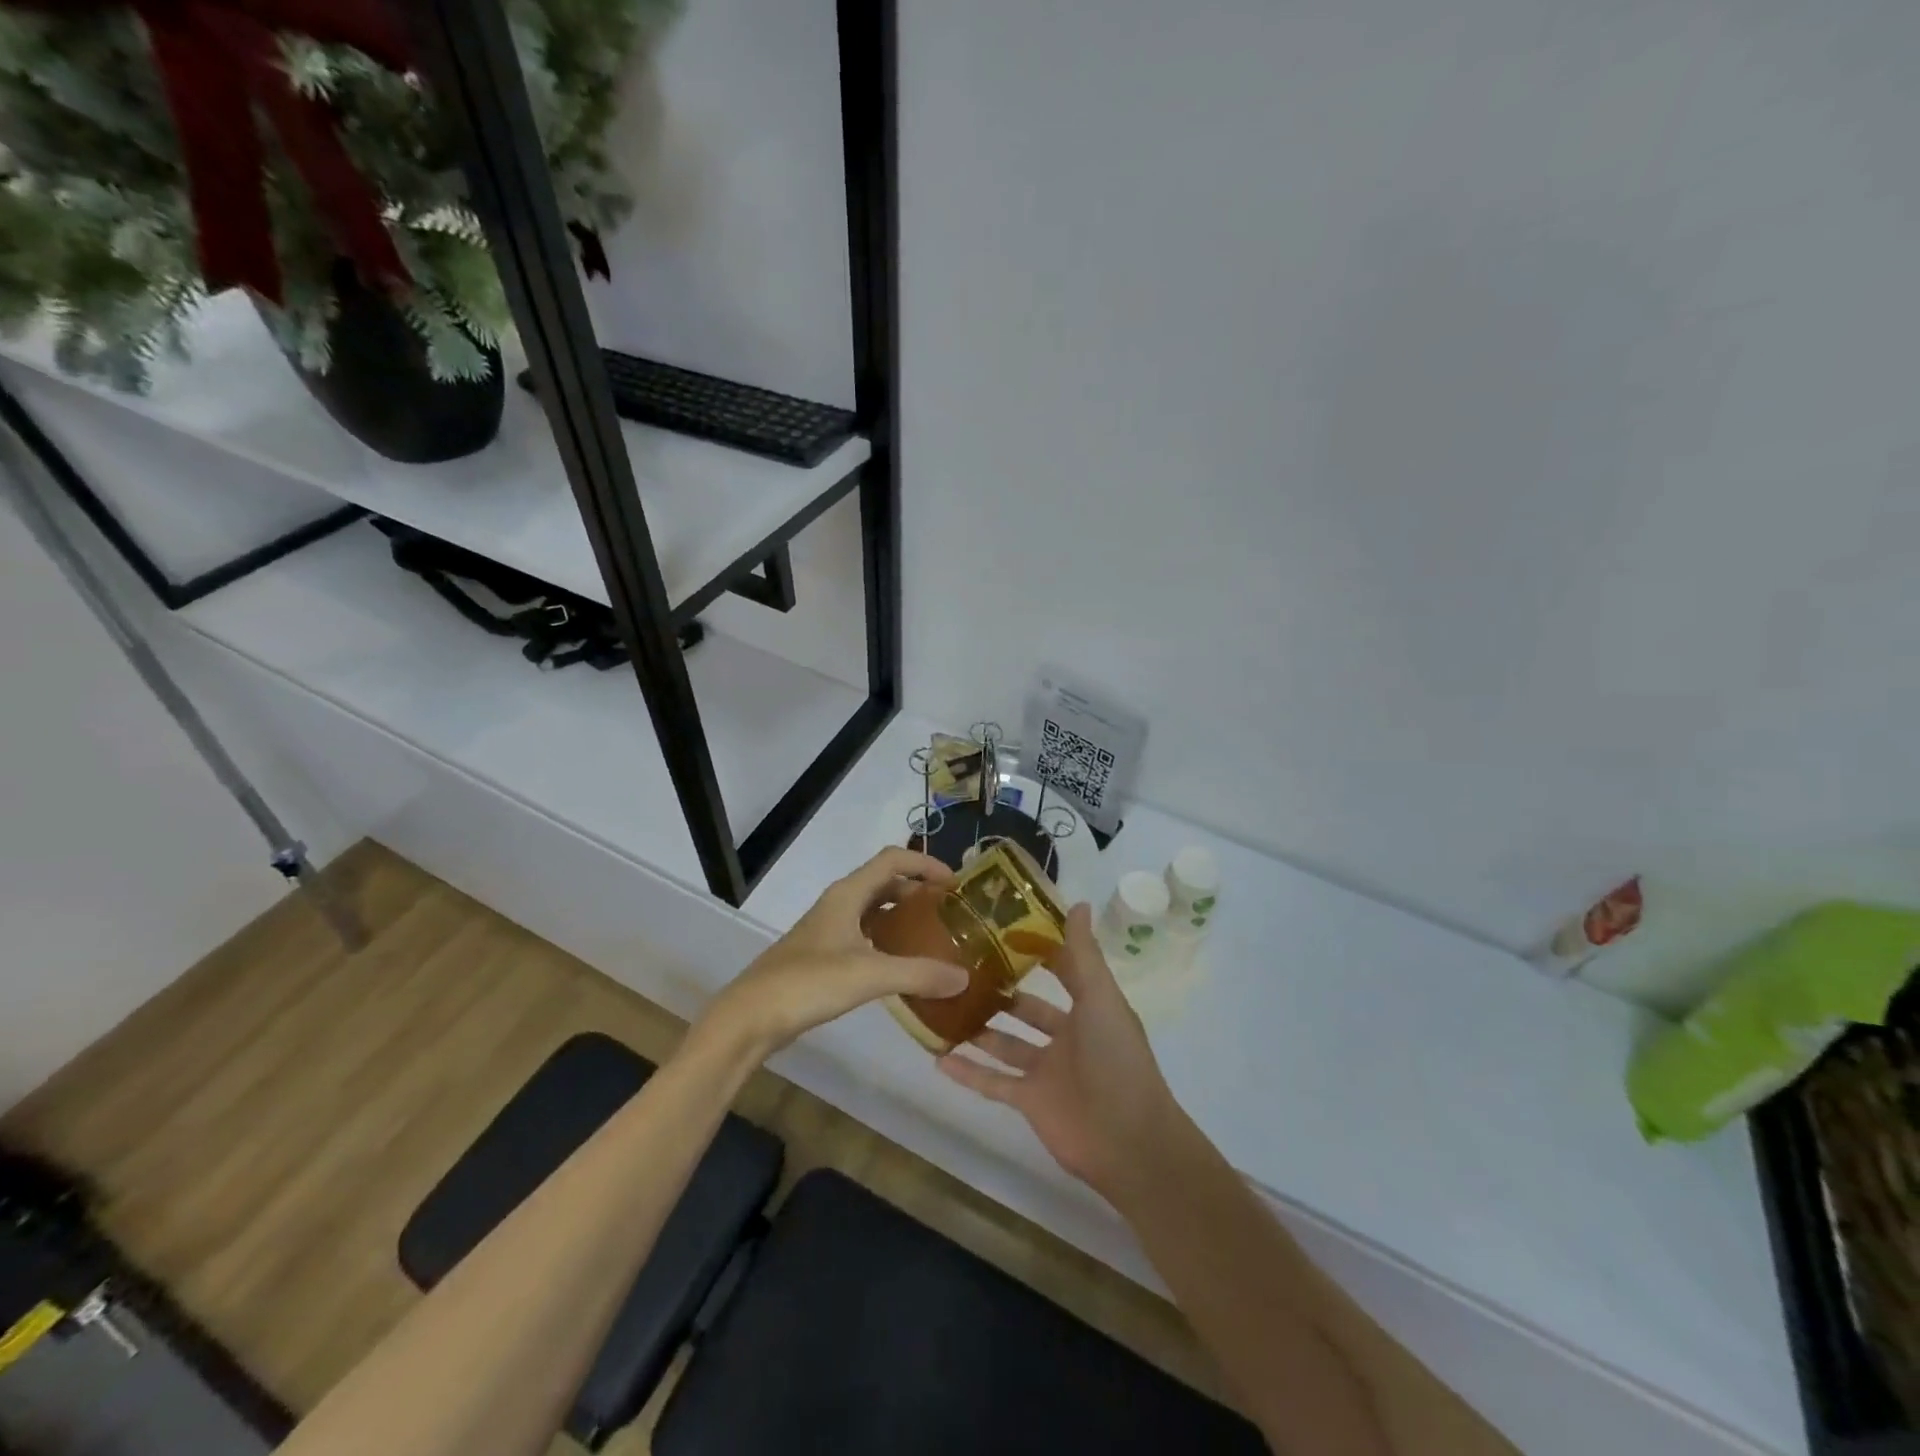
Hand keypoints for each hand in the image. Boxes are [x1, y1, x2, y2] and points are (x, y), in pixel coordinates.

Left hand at [704, 848, 967, 1055]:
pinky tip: (901, 967)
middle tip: (949, 911)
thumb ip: (918, 973)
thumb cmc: (808, 983)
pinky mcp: (821, 956)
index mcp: (847, 894)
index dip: (925, 863)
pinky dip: (886, 942)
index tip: (955, 882)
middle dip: (917, 890)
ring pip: (872, 911)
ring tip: (933, 937)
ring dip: (901, 916)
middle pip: (883, 883)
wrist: (750, 1017)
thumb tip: (964, 977)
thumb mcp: (869, 975)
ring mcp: (827, 930)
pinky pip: (863, 936)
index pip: (892, 860)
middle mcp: (838, 904)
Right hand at [937, 903, 1187, 1200]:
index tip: (1004, 928)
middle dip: (1001, 990)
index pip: (1061, 970)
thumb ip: (1084, 955)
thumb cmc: (1116, 1058)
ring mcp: (1046, 1071)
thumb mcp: (1101, 998)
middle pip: (1027, 1009)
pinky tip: (938, 1058)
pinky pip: (992, 1082)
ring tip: (944, 1005)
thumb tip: (1079, 902)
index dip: (1038, 950)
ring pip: (1006, 1043)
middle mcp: (1066, 1036)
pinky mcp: (1029, 1101)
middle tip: (962, 966)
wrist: (1127, 1140)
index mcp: (1088, 1008)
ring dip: (979, 1028)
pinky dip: (968, 1072)